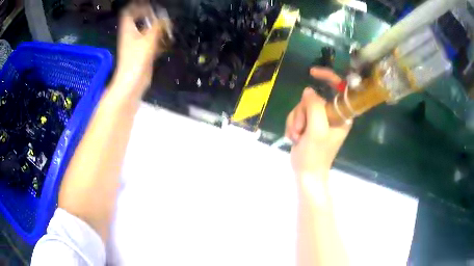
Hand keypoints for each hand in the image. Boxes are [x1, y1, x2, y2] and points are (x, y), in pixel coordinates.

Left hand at [111, 4, 167, 99]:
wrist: (133, 82)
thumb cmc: (136, 59)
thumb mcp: (148, 39)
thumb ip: (158, 27)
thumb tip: (166, 18)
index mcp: (128, 30)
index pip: (129, 12)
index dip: (137, 6)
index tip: (150, 5)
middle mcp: (131, 35)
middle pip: (139, 21)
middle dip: (150, 16)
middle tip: (162, 15)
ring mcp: (137, 44)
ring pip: (146, 31)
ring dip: (157, 28)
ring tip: (168, 26)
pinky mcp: (143, 53)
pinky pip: (151, 42)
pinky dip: (159, 40)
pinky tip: (167, 40)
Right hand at [285, 68, 351, 178]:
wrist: (306, 173)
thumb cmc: (315, 155)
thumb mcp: (316, 131)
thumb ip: (314, 107)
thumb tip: (308, 91)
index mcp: (341, 115)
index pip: (339, 88)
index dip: (328, 76)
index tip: (312, 73)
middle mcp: (331, 114)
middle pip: (313, 98)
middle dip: (302, 112)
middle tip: (301, 129)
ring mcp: (319, 119)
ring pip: (302, 106)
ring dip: (295, 121)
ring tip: (297, 137)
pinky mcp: (308, 123)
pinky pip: (296, 114)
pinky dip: (292, 125)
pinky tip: (293, 137)